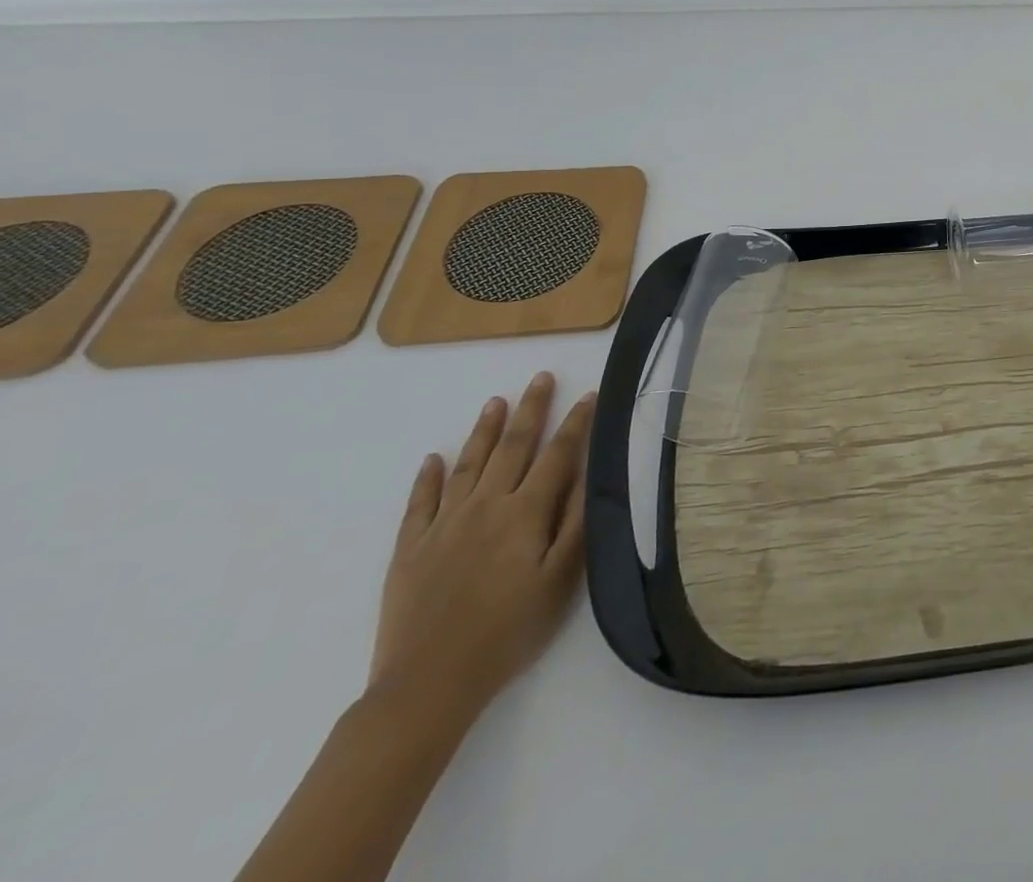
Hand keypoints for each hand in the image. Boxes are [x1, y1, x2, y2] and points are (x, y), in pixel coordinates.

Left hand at [368, 373, 596, 726]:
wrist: (427, 686)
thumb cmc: (508, 633)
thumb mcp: (559, 581)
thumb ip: (576, 522)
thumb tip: (589, 472)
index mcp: (524, 513)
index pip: (558, 455)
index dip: (577, 423)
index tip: (590, 394)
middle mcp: (485, 506)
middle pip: (513, 446)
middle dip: (532, 408)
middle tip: (541, 377)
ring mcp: (443, 525)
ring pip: (468, 464)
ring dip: (485, 430)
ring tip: (496, 401)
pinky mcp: (409, 549)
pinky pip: (420, 502)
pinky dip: (427, 477)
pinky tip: (432, 459)